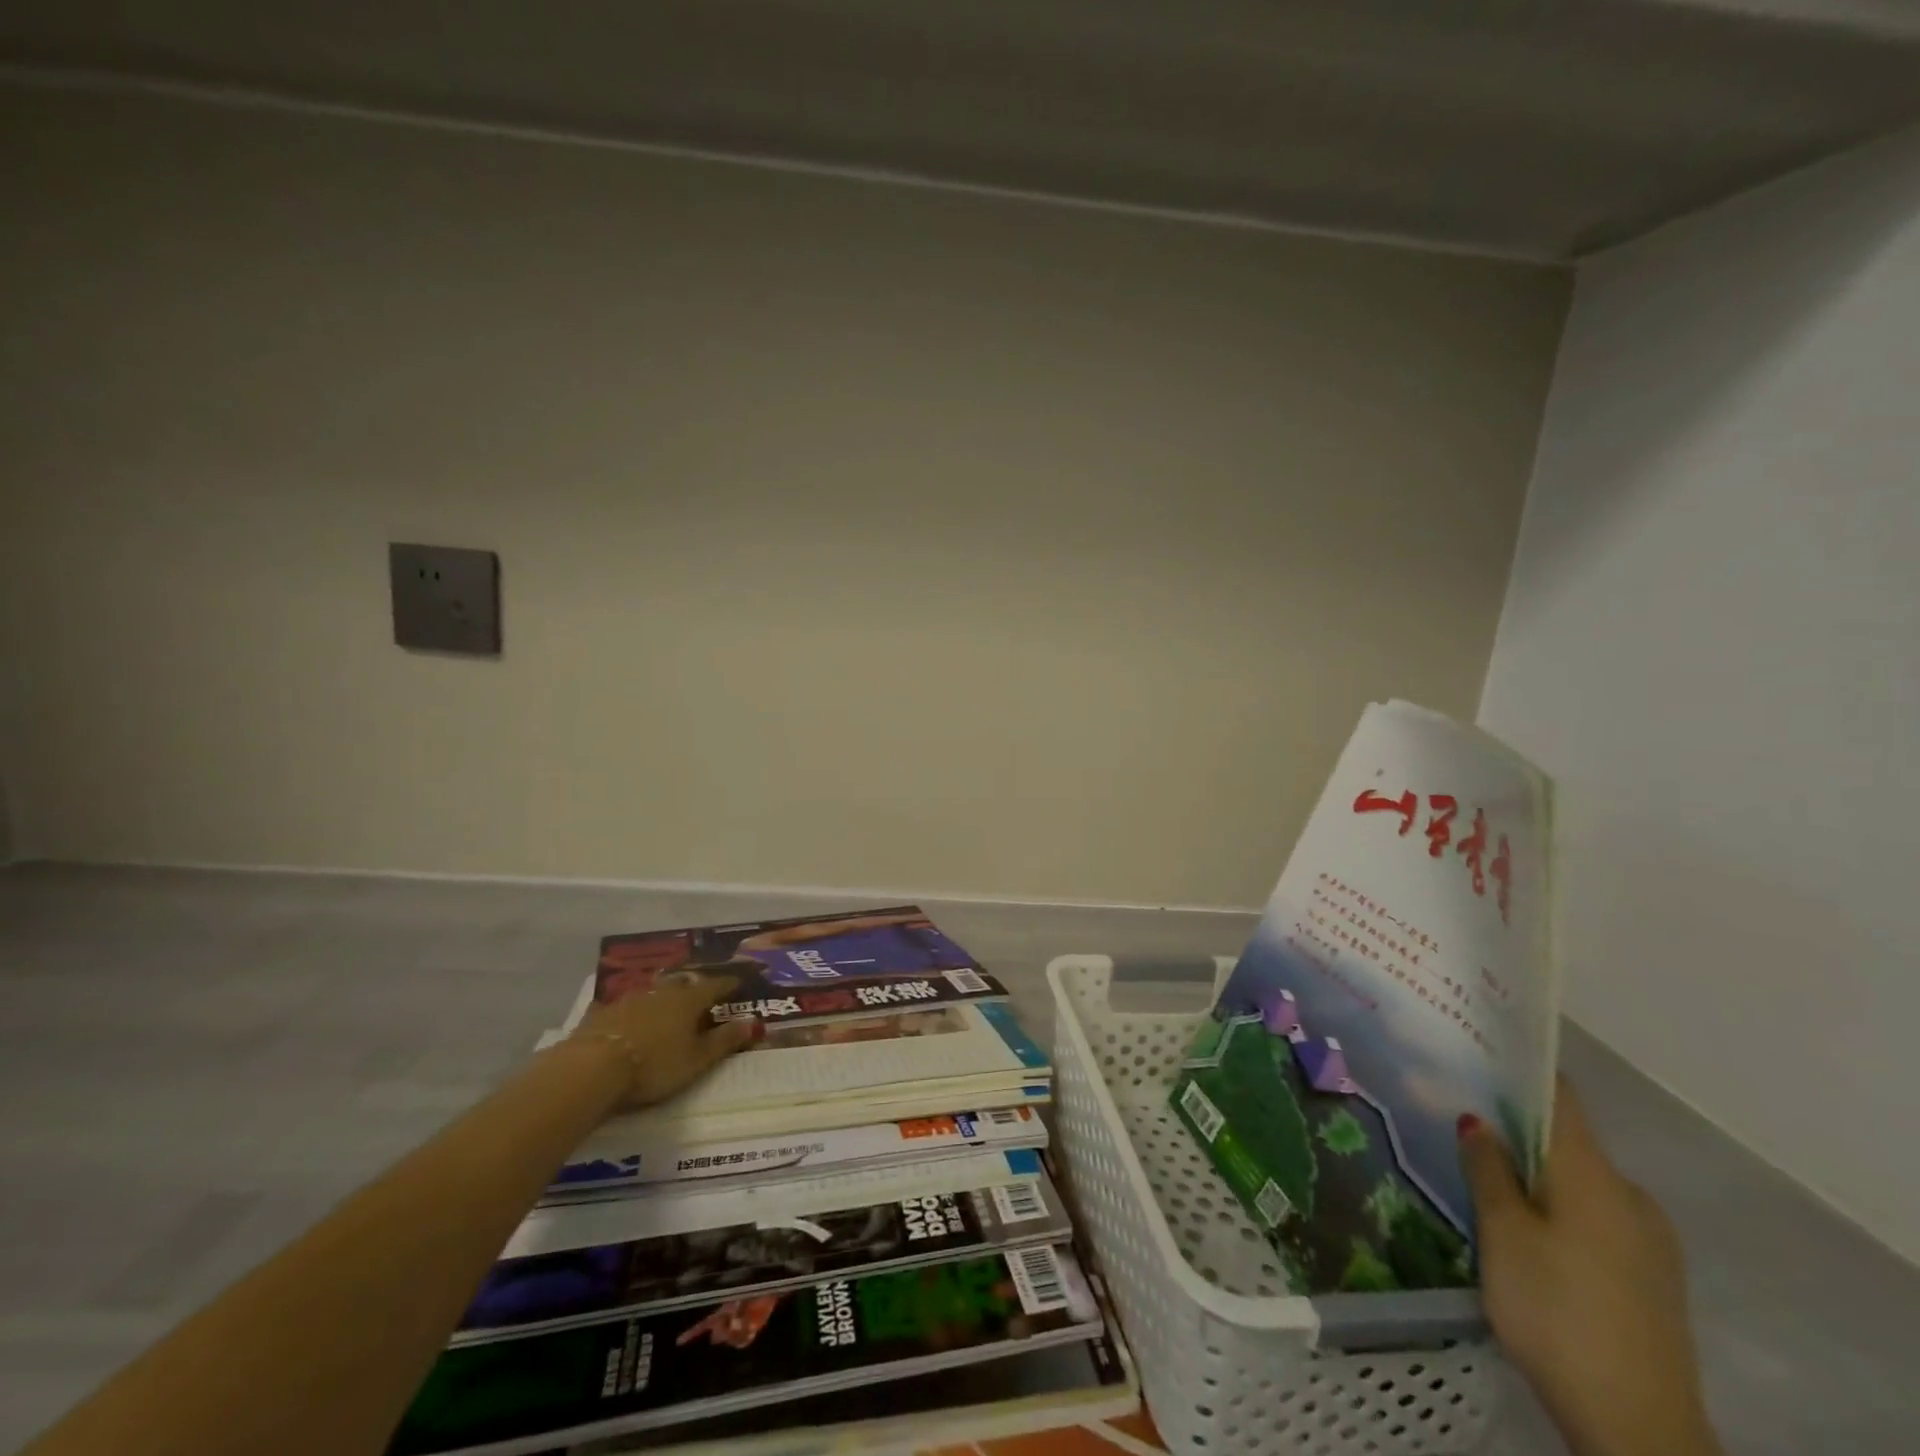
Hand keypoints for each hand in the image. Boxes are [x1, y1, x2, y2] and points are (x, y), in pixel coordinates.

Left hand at [569, 972, 757, 1109]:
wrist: (593, 1068)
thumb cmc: (655, 1065)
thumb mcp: (697, 1060)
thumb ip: (725, 1041)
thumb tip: (755, 1023)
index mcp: (688, 1001)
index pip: (715, 986)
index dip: (728, 985)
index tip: (738, 983)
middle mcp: (661, 993)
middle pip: (682, 985)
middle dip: (694, 988)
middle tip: (701, 993)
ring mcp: (628, 1000)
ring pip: (652, 993)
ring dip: (662, 997)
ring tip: (666, 1004)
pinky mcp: (601, 1014)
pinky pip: (620, 1007)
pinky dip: (628, 1011)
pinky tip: (623, 1015)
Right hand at [674, 1295, 780, 1348]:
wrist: (772, 1288)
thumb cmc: (757, 1287)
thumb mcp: (744, 1295)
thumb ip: (735, 1309)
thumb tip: (725, 1321)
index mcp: (724, 1309)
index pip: (704, 1323)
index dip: (692, 1333)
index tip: (679, 1342)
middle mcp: (728, 1320)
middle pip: (718, 1335)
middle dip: (723, 1332)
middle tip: (734, 1320)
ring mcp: (738, 1326)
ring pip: (730, 1340)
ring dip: (738, 1333)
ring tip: (747, 1320)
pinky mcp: (749, 1331)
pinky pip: (743, 1341)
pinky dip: (746, 1336)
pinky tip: (753, 1327)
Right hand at [1460, 1083, 1721, 1455]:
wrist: (1640, 1429)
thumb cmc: (1557, 1312)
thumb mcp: (1503, 1234)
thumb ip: (1488, 1168)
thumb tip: (1477, 1118)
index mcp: (1594, 1174)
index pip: (1559, 1097)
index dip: (1518, 1069)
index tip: (1475, 1050)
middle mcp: (1630, 1195)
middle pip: (1565, 1140)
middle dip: (1514, 1127)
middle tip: (1457, 1120)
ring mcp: (1649, 1240)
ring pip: (1579, 1182)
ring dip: (1534, 1172)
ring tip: (1480, 1177)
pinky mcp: (1651, 1278)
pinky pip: (1595, 1217)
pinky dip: (1556, 1207)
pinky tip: (1523, 1231)